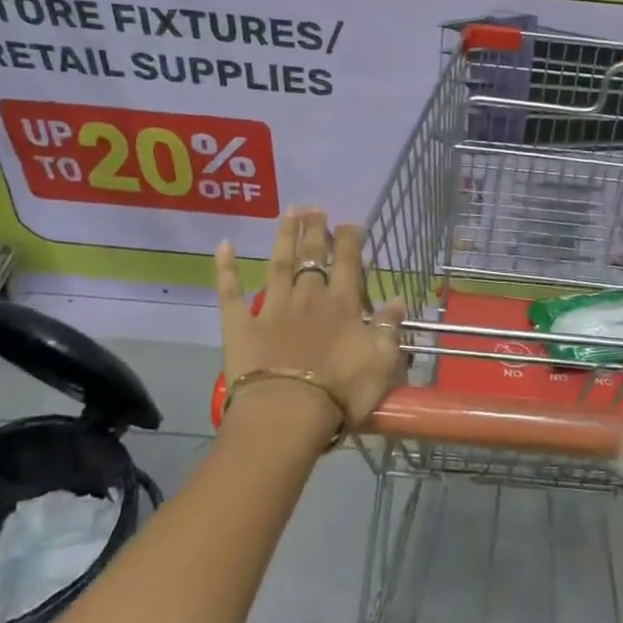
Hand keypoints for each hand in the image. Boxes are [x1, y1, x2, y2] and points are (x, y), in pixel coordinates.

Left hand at [214, 207, 405, 440]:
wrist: (289, 414)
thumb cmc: (341, 392)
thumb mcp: (381, 362)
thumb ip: (389, 327)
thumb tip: (399, 299)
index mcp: (342, 306)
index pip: (348, 264)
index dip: (349, 241)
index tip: (351, 223)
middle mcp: (308, 298)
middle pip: (312, 257)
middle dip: (315, 231)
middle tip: (315, 208)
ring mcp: (272, 309)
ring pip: (278, 264)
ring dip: (284, 236)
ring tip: (288, 212)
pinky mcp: (241, 326)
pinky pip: (231, 293)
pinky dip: (226, 269)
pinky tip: (223, 246)